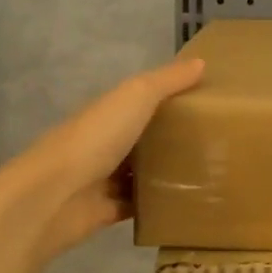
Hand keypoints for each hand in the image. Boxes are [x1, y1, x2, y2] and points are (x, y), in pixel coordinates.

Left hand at [10, 57, 205, 264]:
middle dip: (174, 136)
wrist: (52, 197)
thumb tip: (201, 62)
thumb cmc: (95, 138)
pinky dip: (158, 203)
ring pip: (142, 171)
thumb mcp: (136, 96)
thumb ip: (167, 81)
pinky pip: (139, 204)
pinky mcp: (107, 210)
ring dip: (168, 171)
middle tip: (219, 139)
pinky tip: (188, 201)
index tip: (209, 100)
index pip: (144, 99)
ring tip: (212, 171)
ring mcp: (104, 178)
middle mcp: (105, 141)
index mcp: (110, 111)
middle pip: (145, 136)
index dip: (173, 96)